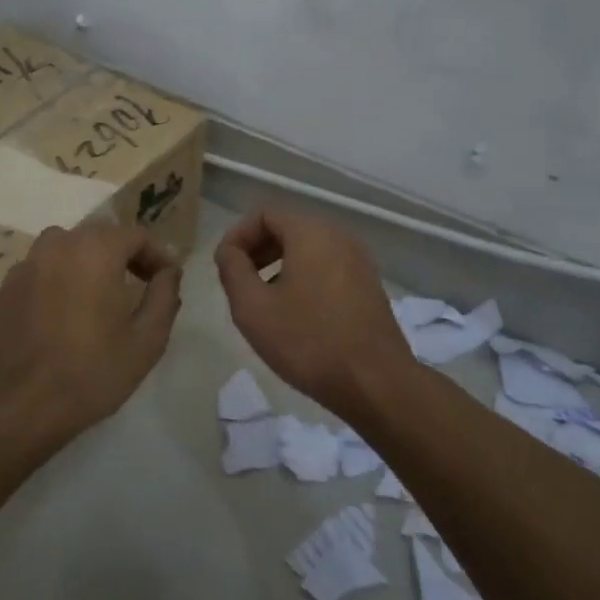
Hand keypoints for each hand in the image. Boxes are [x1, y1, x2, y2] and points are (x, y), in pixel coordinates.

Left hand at [0, 223, 182, 435]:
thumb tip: (169, 271)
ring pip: (67, 249)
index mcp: (96, 250)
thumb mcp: (147, 339)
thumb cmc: (93, 371)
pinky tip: (65, 313)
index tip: (166, 280)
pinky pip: (42, 270)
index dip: (157, 255)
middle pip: (100, 236)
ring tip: (101, 295)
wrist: (22, 405)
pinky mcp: (5, 288)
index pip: (136, 235)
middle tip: (140, 285)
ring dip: (89, 263)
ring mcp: (27, 264)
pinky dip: (60, 279)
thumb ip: (165, 295)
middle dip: (124, 255)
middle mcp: (58, 245)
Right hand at [214, 208, 411, 413]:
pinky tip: (296, 316)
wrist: (375, 383)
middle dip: (257, 252)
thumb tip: (229, 251)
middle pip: (288, 229)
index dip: (237, 237)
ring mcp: (360, 262)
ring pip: (308, 251)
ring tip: (264, 303)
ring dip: (279, 267)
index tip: (224, 268)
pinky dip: (304, 280)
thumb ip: (232, 270)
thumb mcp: (252, 307)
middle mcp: (340, 237)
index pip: (264, 215)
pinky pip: (328, 269)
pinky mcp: (369, 287)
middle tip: (239, 285)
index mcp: (312, 233)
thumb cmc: (308, 341)